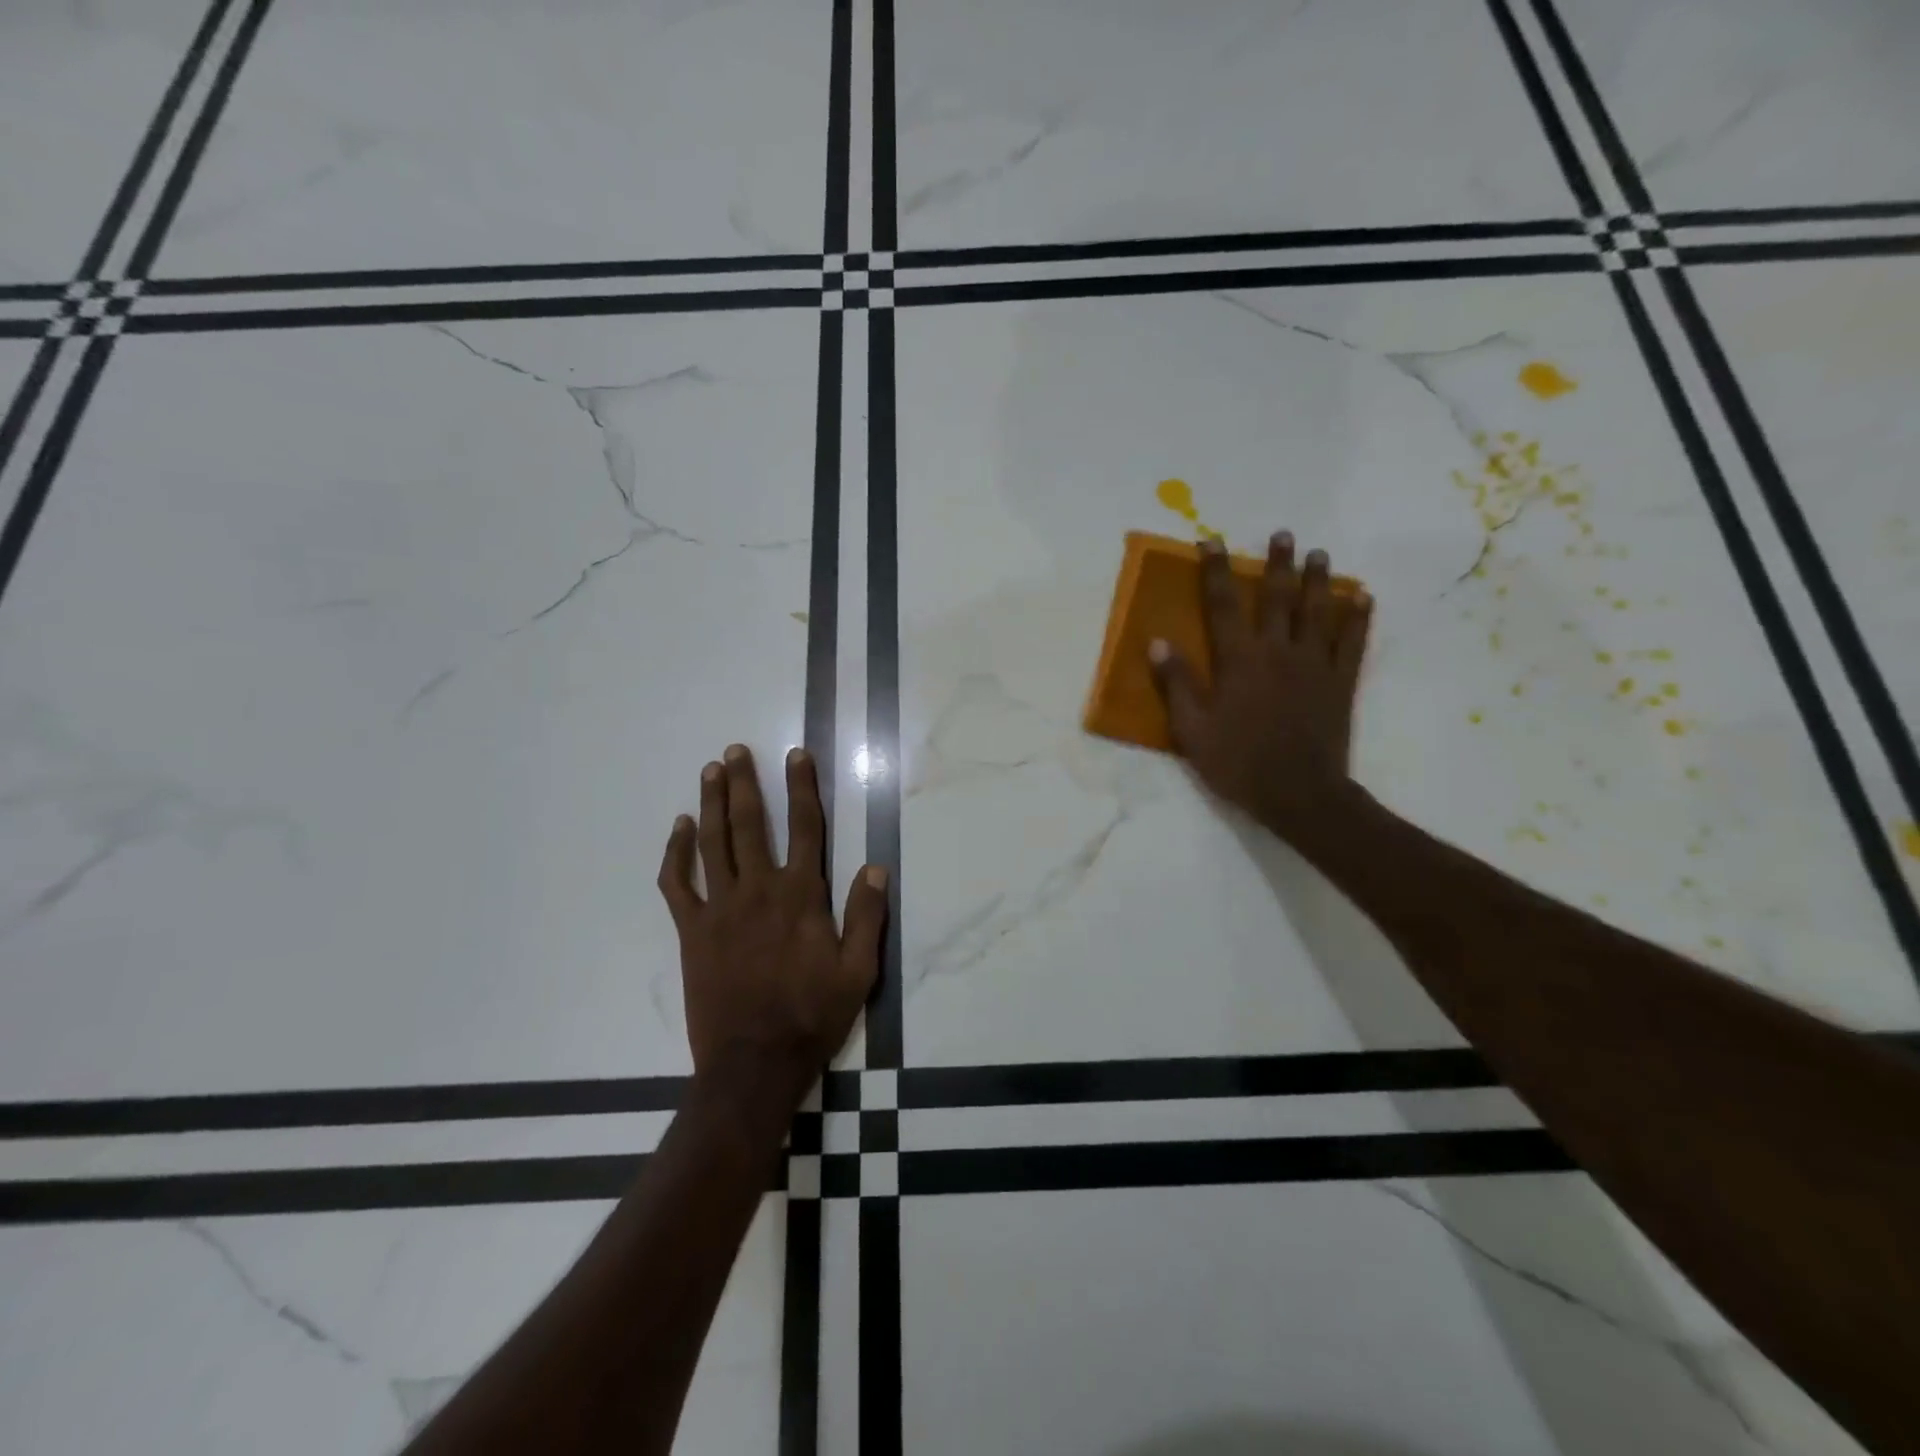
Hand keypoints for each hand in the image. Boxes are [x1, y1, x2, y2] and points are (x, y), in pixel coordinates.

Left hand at [657, 744, 886, 1090]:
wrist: (754, 1062)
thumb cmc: (812, 1015)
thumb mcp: (859, 971)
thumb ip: (868, 916)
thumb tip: (875, 867)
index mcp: (801, 895)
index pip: (805, 826)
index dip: (802, 786)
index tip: (796, 754)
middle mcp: (759, 890)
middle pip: (750, 823)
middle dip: (744, 782)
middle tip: (736, 750)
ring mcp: (720, 908)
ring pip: (712, 843)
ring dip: (711, 803)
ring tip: (711, 770)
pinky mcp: (692, 930)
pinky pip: (678, 883)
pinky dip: (676, 852)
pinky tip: (679, 828)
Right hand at [1148, 533, 1371, 844]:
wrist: (1298, 793)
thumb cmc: (1238, 762)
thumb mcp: (1193, 730)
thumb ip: (1177, 684)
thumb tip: (1158, 642)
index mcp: (1239, 661)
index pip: (1222, 606)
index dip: (1215, 571)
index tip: (1212, 540)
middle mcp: (1278, 652)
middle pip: (1277, 599)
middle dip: (1277, 564)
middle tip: (1284, 534)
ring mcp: (1314, 665)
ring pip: (1317, 612)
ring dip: (1318, 581)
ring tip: (1319, 554)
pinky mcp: (1340, 683)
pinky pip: (1352, 643)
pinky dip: (1358, 618)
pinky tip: (1361, 598)